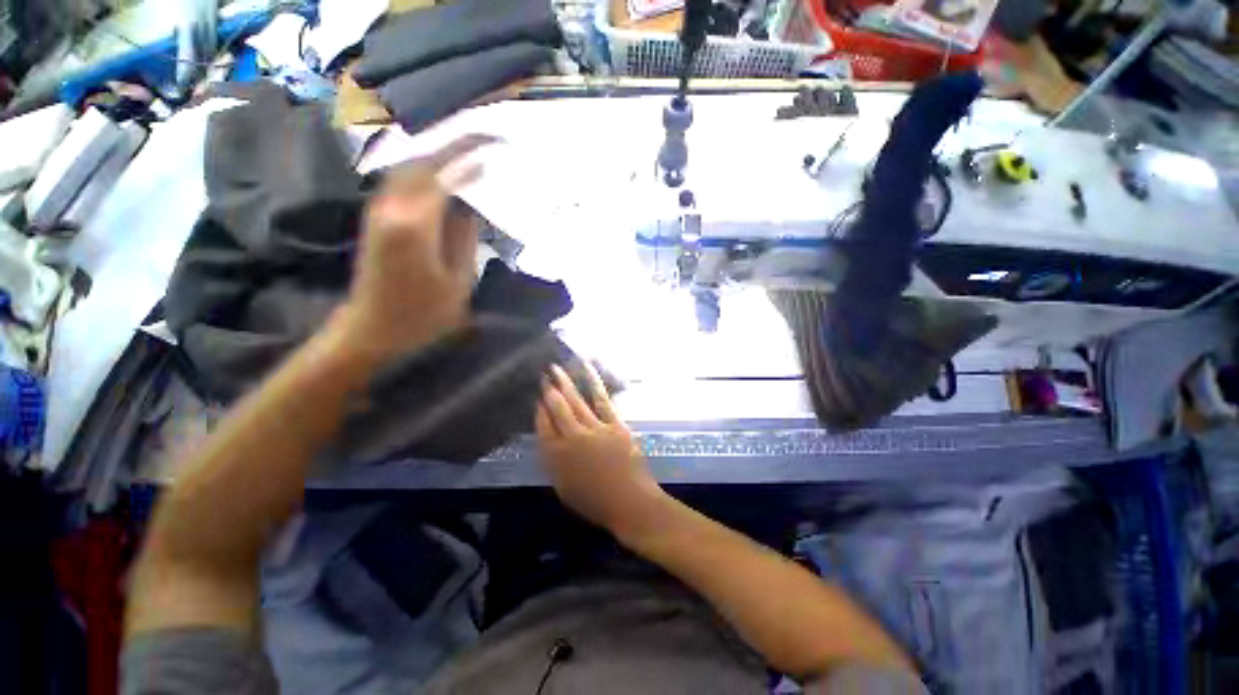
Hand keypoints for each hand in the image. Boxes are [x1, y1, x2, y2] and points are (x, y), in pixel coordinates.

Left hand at [329, 135, 495, 366]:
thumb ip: (465, 236)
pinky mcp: (375, 218)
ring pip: (409, 168)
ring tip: (469, 154)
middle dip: (453, 147)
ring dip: (438, 157)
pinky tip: (445, 176)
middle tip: (485, 141)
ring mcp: (378, 210)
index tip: (495, 145)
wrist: (372, 331)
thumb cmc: (423, 315)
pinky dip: (425, 172)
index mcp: (415, 225)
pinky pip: (402, 182)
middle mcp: (390, 207)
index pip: (444, 174)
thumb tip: (471, 203)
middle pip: (422, 162)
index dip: (469, 156)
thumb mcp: (459, 281)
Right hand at [536, 364, 667, 537]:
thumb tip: (549, 439)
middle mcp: (572, 439)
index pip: (543, 427)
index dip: (540, 411)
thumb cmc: (595, 501)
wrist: (630, 502)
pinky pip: (601, 399)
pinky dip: (593, 381)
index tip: (538, 399)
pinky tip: (586, 368)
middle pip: (557, 409)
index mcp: (556, 458)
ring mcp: (594, 429)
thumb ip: (554, 462)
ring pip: (575, 401)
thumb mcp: (564, 488)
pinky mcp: (614, 423)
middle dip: (548, 390)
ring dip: (564, 382)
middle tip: (543, 375)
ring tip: (555, 368)